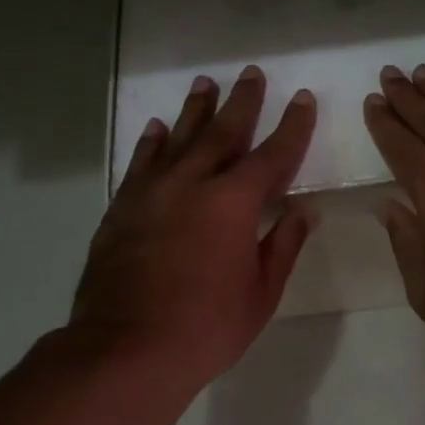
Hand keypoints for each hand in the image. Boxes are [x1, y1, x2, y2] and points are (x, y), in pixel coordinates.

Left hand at [71, 66, 316, 395]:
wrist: (126, 350)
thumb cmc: (206, 328)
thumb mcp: (260, 293)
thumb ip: (283, 246)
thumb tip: (302, 212)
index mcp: (234, 203)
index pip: (272, 154)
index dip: (292, 126)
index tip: (301, 99)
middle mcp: (192, 184)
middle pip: (222, 132)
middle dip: (242, 102)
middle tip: (251, 73)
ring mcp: (151, 193)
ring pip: (177, 138)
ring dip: (195, 110)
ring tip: (205, 84)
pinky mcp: (122, 208)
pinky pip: (140, 163)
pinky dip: (152, 142)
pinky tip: (157, 128)